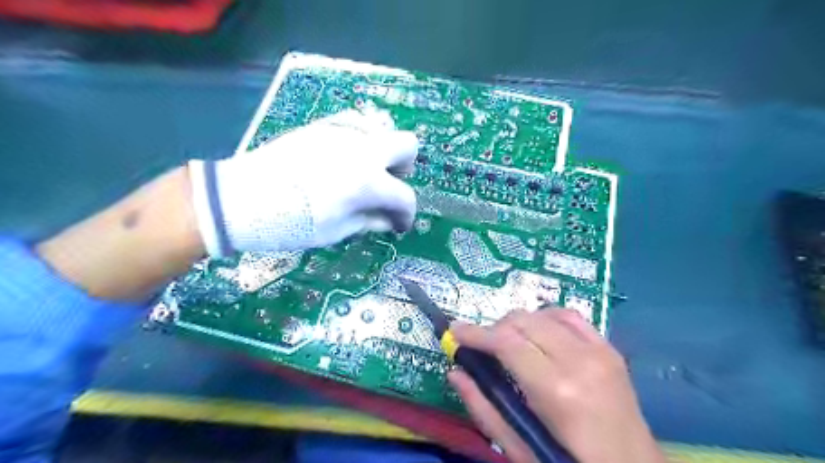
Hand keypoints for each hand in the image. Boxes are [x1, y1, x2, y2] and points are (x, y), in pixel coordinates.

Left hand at [188, 109, 415, 256]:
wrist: (241, 198)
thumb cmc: (290, 223)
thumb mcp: (336, 231)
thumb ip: (370, 221)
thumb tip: (389, 220)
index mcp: (368, 182)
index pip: (405, 196)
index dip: (406, 215)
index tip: (398, 225)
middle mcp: (363, 150)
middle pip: (408, 145)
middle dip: (404, 168)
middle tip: (387, 186)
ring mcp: (343, 132)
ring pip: (384, 128)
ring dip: (384, 152)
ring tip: (366, 172)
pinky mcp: (323, 125)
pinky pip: (357, 122)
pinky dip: (363, 138)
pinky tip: (348, 156)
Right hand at [448, 308, 666, 462]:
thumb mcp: (520, 448)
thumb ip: (483, 407)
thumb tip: (455, 372)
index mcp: (557, 391)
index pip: (506, 342)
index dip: (476, 333)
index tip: (455, 331)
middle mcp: (580, 361)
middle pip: (524, 321)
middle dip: (495, 329)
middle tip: (484, 347)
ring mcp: (600, 351)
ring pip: (544, 313)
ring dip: (520, 323)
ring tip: (510, 343)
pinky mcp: (610, 349)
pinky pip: (570, 316)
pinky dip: (546, 318)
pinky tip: (539, 333)